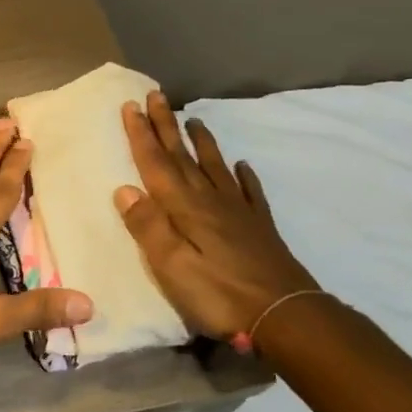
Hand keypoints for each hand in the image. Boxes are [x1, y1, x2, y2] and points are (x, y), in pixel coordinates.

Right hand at [114, 92, 319, 347]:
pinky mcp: (259, 228)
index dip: (141, 135)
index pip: (157, 164)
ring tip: (195, 120)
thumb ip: (149, 228)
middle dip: (167, 126)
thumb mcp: (172, 267)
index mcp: (185, 208)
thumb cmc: (220, 295)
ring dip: (203, 143)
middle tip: (157, 95)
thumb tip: (125, 190)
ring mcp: (239, 212)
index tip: (130, 105)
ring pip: (216, 167)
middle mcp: (210, 201)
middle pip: (184, 157)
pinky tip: (242, 166)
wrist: (286, 316)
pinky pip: (249, 192)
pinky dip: (243, 176)